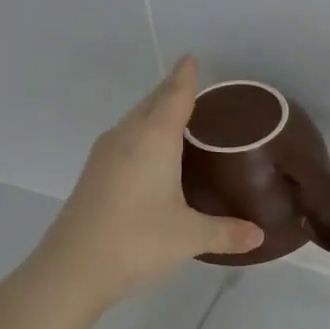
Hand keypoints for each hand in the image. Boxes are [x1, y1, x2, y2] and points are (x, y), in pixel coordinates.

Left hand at [0, 56, 263, 328]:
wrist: (69, 271)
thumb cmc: (135, 241)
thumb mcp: (189, 237)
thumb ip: (226, 232)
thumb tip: (259, 235)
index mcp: (153, 140)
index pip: (174, 96)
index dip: (185, 77)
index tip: (191, 57)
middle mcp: (126, 138)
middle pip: (151, 103)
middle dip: (171, 92)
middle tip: (195, 89)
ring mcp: (104, 156)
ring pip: (134, 121)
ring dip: (154, 113)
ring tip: (177, 117)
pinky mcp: (93, 175)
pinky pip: (124, 139)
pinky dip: (142, 134)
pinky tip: (151, 154)